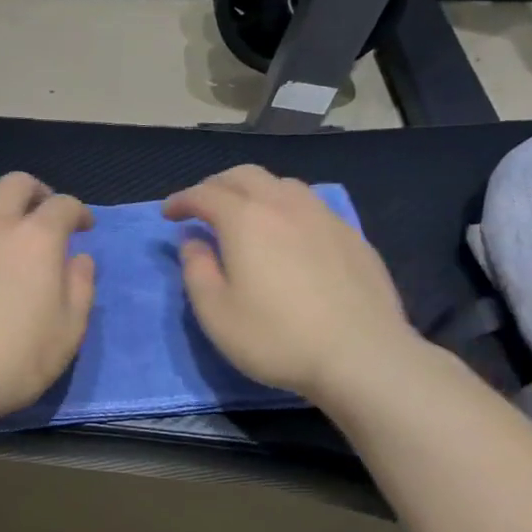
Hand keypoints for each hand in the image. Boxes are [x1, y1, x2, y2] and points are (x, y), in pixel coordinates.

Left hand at [0, 173, 95, 427]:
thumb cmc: (12, 361)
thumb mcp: (68, 332)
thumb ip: (80, 287)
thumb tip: (80, 258)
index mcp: (35, 237)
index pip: (63, 205)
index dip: (78, 212)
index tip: (83, 227)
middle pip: (16, 184)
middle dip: (36, 193)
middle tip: (40, 215)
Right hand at [163, 165, 421, 401]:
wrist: (362, 356)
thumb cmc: (277, 337)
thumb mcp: (216, 313)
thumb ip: (196, 270)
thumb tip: (193, 241)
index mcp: (245, 219)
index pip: (205, 194)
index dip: (182, 200)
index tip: (168, 214)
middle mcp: (284, 205)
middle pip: (244, 176)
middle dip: (216, 185)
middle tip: (201, 207)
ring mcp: (323, 216)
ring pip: (281, 184)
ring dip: (253, 191)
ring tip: (244, 215)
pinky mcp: (351, 235)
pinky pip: (309, 205)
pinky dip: (285, 208)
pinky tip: (288, 235)